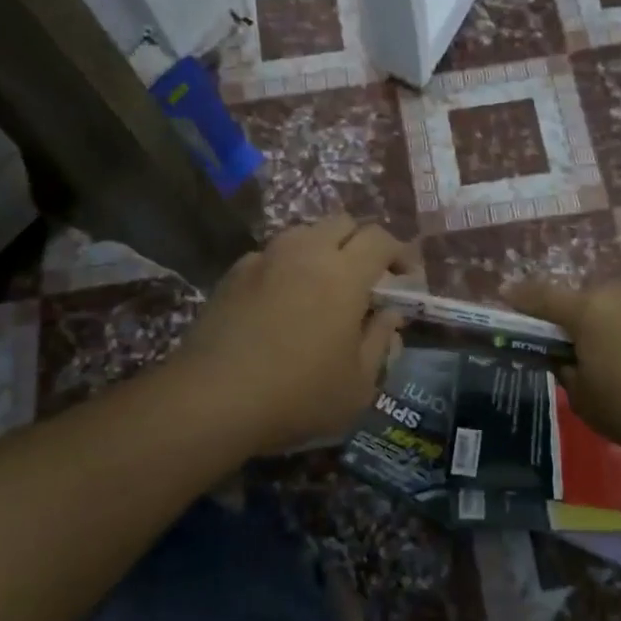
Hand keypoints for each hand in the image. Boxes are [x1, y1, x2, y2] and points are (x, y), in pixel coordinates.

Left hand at [173, 217, 411, 455]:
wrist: (212, 399)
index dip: (400, 252)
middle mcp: (305, 253)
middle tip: (369, 276)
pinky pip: (270, 255)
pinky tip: (282, 299)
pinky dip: (286, 266)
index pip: (381, 239)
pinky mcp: (232, 275)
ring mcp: (264, 259)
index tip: (408, 276)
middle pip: (342, 222)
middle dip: (362, 241)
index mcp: (344, 275)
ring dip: (323, 249)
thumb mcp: (358, 385)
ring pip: (303, 233)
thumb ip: (380, 343)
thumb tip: (390, 315)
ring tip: (324, 284)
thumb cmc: (298, 395)